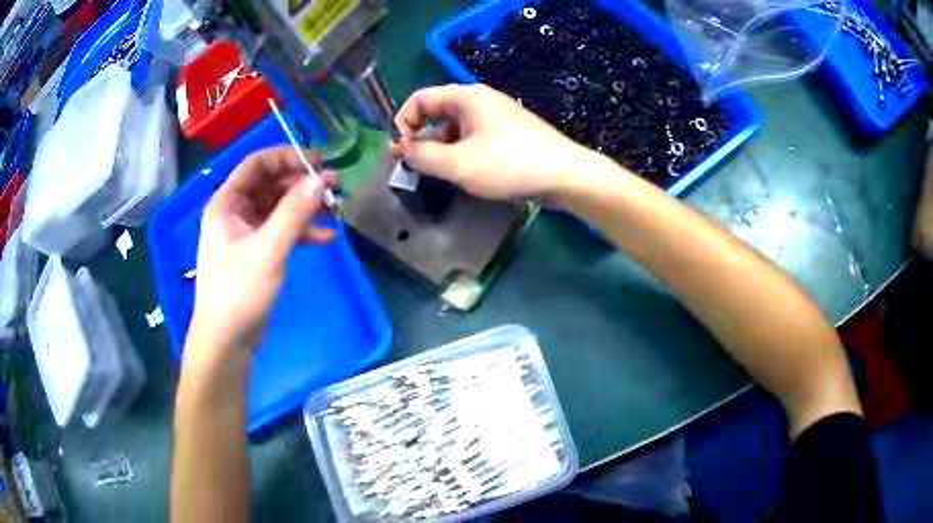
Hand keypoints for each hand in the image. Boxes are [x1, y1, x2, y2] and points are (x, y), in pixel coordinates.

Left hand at [187, 147, 338, 358]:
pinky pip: (281, 230)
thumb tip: (320, 180)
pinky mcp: (257, 252)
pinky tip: (326, 238)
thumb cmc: (239, 292)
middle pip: (271, 184)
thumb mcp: (268, 249)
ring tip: (337, 212)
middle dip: (303, 185)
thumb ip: (294, 212)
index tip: (318, 163)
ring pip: (279, 208)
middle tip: (335, 188)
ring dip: (306, 208)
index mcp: (227, 202)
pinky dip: (302, 231)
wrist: (227, 340)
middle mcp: (235, 212)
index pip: (257, 164)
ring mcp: (246, 232)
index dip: (287, 157)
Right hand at [391, 84, 593, 199]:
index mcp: (465, 97)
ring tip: (439, 172)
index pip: (419, 99)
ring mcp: (496, 116)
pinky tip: (464, 172)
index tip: (401, 151)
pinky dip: (460, 151)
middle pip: (436, 112)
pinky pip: (473, 137)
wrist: (565, 174)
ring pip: (454, 127)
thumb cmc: (509, 164)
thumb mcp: (458, 164)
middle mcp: (480, 100)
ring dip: (440, 147)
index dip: (403, 122)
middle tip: (413, 164)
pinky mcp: (508, 133)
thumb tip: (405, 151)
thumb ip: (423, 156)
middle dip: (420, 136)